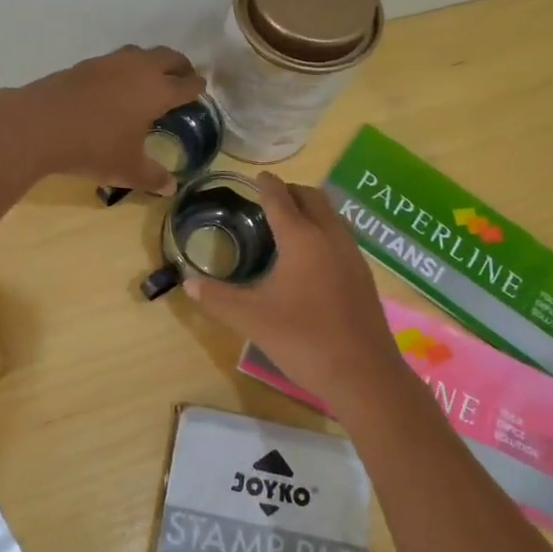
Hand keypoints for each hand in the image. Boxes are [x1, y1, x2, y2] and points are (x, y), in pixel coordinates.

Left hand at [0, 45, 205, 192]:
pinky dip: (123, 68)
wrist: (40, 124)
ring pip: (140, 53)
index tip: (201, 90)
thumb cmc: (94, 147)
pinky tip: (114, 85)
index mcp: (157, 91)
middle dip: (179, 66)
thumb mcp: (127, 169)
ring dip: (150, 62)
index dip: (197, 87)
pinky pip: (114, 61)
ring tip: (149, 78)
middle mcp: (138, 69)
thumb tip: (171, 188)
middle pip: (168, 57)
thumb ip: (152, 176)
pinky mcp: (84, 64)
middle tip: (182, 77)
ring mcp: (109, 63)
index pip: (186, 84)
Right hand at [184, 172, 410, 415]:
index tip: (257, 177)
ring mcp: (352, 255)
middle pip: (312, 198)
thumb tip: (188, 284)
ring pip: (331, 215)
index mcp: (301, 238)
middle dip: (291, 192)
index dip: (266, 185)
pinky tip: (311, 257)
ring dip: (310, 209)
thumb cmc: (303, 340)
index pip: (281, 199)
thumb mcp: (252, 319)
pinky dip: (323, 230)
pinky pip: (340, 235)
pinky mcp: (363, 274)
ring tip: (288, 224)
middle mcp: (330, 236)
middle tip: (269, 199)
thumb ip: (218, 298)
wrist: (364, 375)